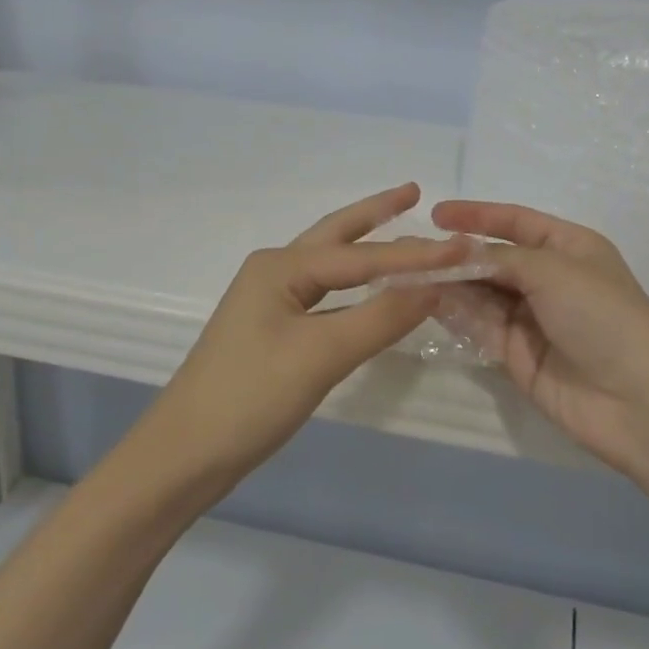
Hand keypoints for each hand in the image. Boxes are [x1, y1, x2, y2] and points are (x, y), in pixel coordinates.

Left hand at [150, 184, 467, 485]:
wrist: (184, 455)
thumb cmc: (251, 397)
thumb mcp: (322, 355)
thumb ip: (381, 317)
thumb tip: (435, 285)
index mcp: (281, 266)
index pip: (363, 255)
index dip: (416, 253)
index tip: (465, 247)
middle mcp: (274, 271)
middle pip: (337, 235)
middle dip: (376, 214)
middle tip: (415, 192)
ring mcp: (269, 301)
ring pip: (330, 265)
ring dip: (366, 246)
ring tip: (399, 226)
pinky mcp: (271, 329)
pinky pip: (324, 294)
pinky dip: (354, 285)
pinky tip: (370, 288)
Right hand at [428, 200, 648, 476]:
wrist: (639, 400)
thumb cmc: (603, 316)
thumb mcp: (553, 270)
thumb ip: (501, 258)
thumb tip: (459, 252)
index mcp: (569, 247)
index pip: (516, 222)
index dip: (477, 215)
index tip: (436, 215)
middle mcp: (550, 279)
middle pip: (495, 260)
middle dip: (457, 255)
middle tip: (413, 253)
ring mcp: (533, 320)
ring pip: (483, 294)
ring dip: (452, 285)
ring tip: (412, 275)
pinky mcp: (519, 356)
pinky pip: (482, 327)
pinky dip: (458, 315)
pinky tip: (430, 304)